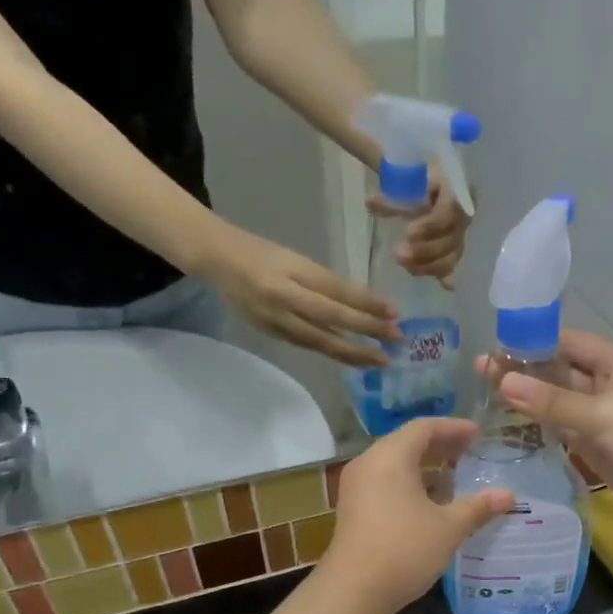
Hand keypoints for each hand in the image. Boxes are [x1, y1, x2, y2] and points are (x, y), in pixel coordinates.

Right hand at [205, 225, 395, 368]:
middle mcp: (283, 298)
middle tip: (396, 340)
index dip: (366, 304)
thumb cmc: (261, 253)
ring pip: (320, 341)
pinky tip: (353, 359)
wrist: (216, 260)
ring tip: (380, 360)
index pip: (336, 290)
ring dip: (353, 353)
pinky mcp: (270, 334)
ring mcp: (275, 320)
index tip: (394, 313)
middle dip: (366, 331)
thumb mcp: (295, 259)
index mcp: (291, 272)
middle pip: (331, 319)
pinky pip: (307, 345)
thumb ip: (325, 282)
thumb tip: (364, 305)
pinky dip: (332, 353)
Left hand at [319, 419, 514, 613]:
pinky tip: (430, 502)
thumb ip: (478, 507)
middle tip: (470, 451)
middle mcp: (369, 464)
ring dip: (425, 466)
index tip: (478, 434)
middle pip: (407, 442)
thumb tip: (509, 496)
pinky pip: (385, 483)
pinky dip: (410, 483)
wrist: (353, 592)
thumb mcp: (448, 528)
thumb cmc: (404, 550)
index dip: (454, 428)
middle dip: (440, 445)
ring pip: (394, 464)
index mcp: (390, 457)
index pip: (424, 428)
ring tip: (454, 476)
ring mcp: (356, 488)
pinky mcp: (353, 509)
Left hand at [367, 164, 468, 283]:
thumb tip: (370, 204)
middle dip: (425, 250)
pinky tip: (445, 286)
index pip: (448, 212)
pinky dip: (446, 275)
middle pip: (450, 240)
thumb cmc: (420, 178)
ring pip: (451, 256)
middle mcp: (463, 216)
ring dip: (430, 265)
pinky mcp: (455, 249)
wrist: (432, 183)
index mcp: (456, 192)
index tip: (408, 233)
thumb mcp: (407, 183)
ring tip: (407, 267)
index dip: (430, 226)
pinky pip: (453, 264)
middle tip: (398, 256)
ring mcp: (461, 235)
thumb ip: (392, 197)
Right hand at [491, 330, 612, 519]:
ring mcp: (604, 418)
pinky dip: (543, 432)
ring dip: (531, 404)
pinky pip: (566, 433)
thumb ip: (552, 401)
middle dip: (526, 375)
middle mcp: (609, 386)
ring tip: (487, 400)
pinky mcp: (599, 448)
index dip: (535, 342)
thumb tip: (503, 382)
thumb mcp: (600, 413)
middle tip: (482, 375)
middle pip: (561, 375)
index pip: (569, 344)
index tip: (498, 347)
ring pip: (561, 406)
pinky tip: (512, 431)